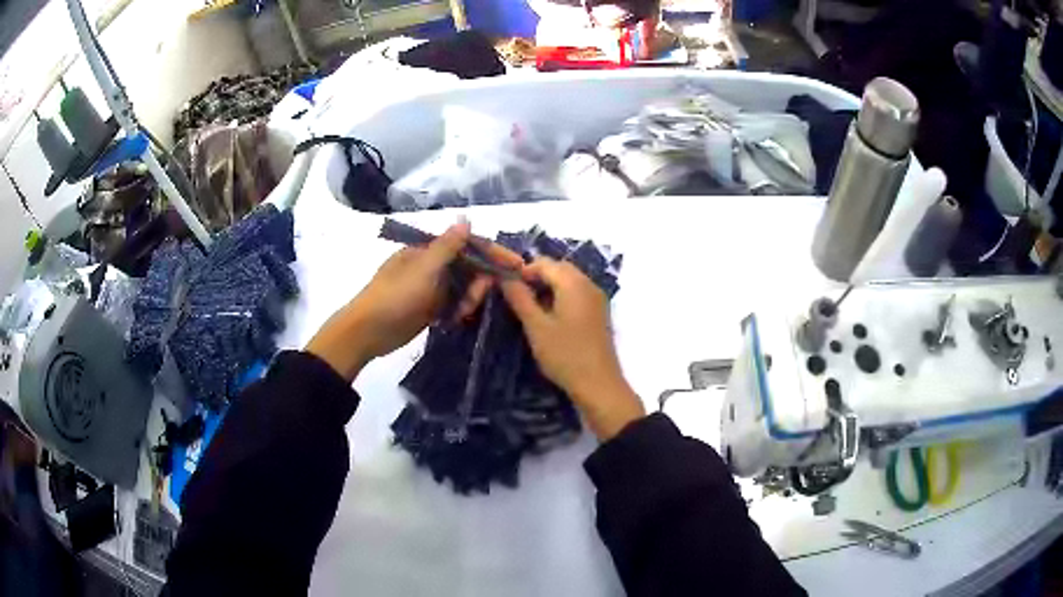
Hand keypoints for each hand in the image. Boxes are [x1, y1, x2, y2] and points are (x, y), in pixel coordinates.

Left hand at [306, 221, 521, 381]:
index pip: (467, 244)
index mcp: (428, 250)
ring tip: (463, 312)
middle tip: (487, 296)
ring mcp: (430, 287)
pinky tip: (457, 319)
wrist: (368, 332)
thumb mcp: (424, 269)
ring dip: (469, 298)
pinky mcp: (428, 308)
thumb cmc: (395, 296)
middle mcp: (431, 265)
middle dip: (481, 280)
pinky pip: (452, 305)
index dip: (492, 253)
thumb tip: (466, 218)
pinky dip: (459, 310)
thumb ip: (448, 246)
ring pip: (462, 288)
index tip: (517, 265)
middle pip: (467, 267)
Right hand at [500, 258, 644, 440]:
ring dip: (548, 288)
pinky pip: (577, 294)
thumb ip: (520, 298)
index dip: (523, 271)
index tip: (506, 289)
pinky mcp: (599, 313)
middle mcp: (589, 284)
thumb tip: (504, 277)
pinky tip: (550, 319)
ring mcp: (597, 299)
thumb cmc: (565, 355)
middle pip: (558, 269)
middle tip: (517, 299)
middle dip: (536, 278)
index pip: (544, 263)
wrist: (599, 385)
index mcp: (574, 283)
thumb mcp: (536, 327)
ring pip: (568, 281)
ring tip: (531, 311)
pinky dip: (561, 298)